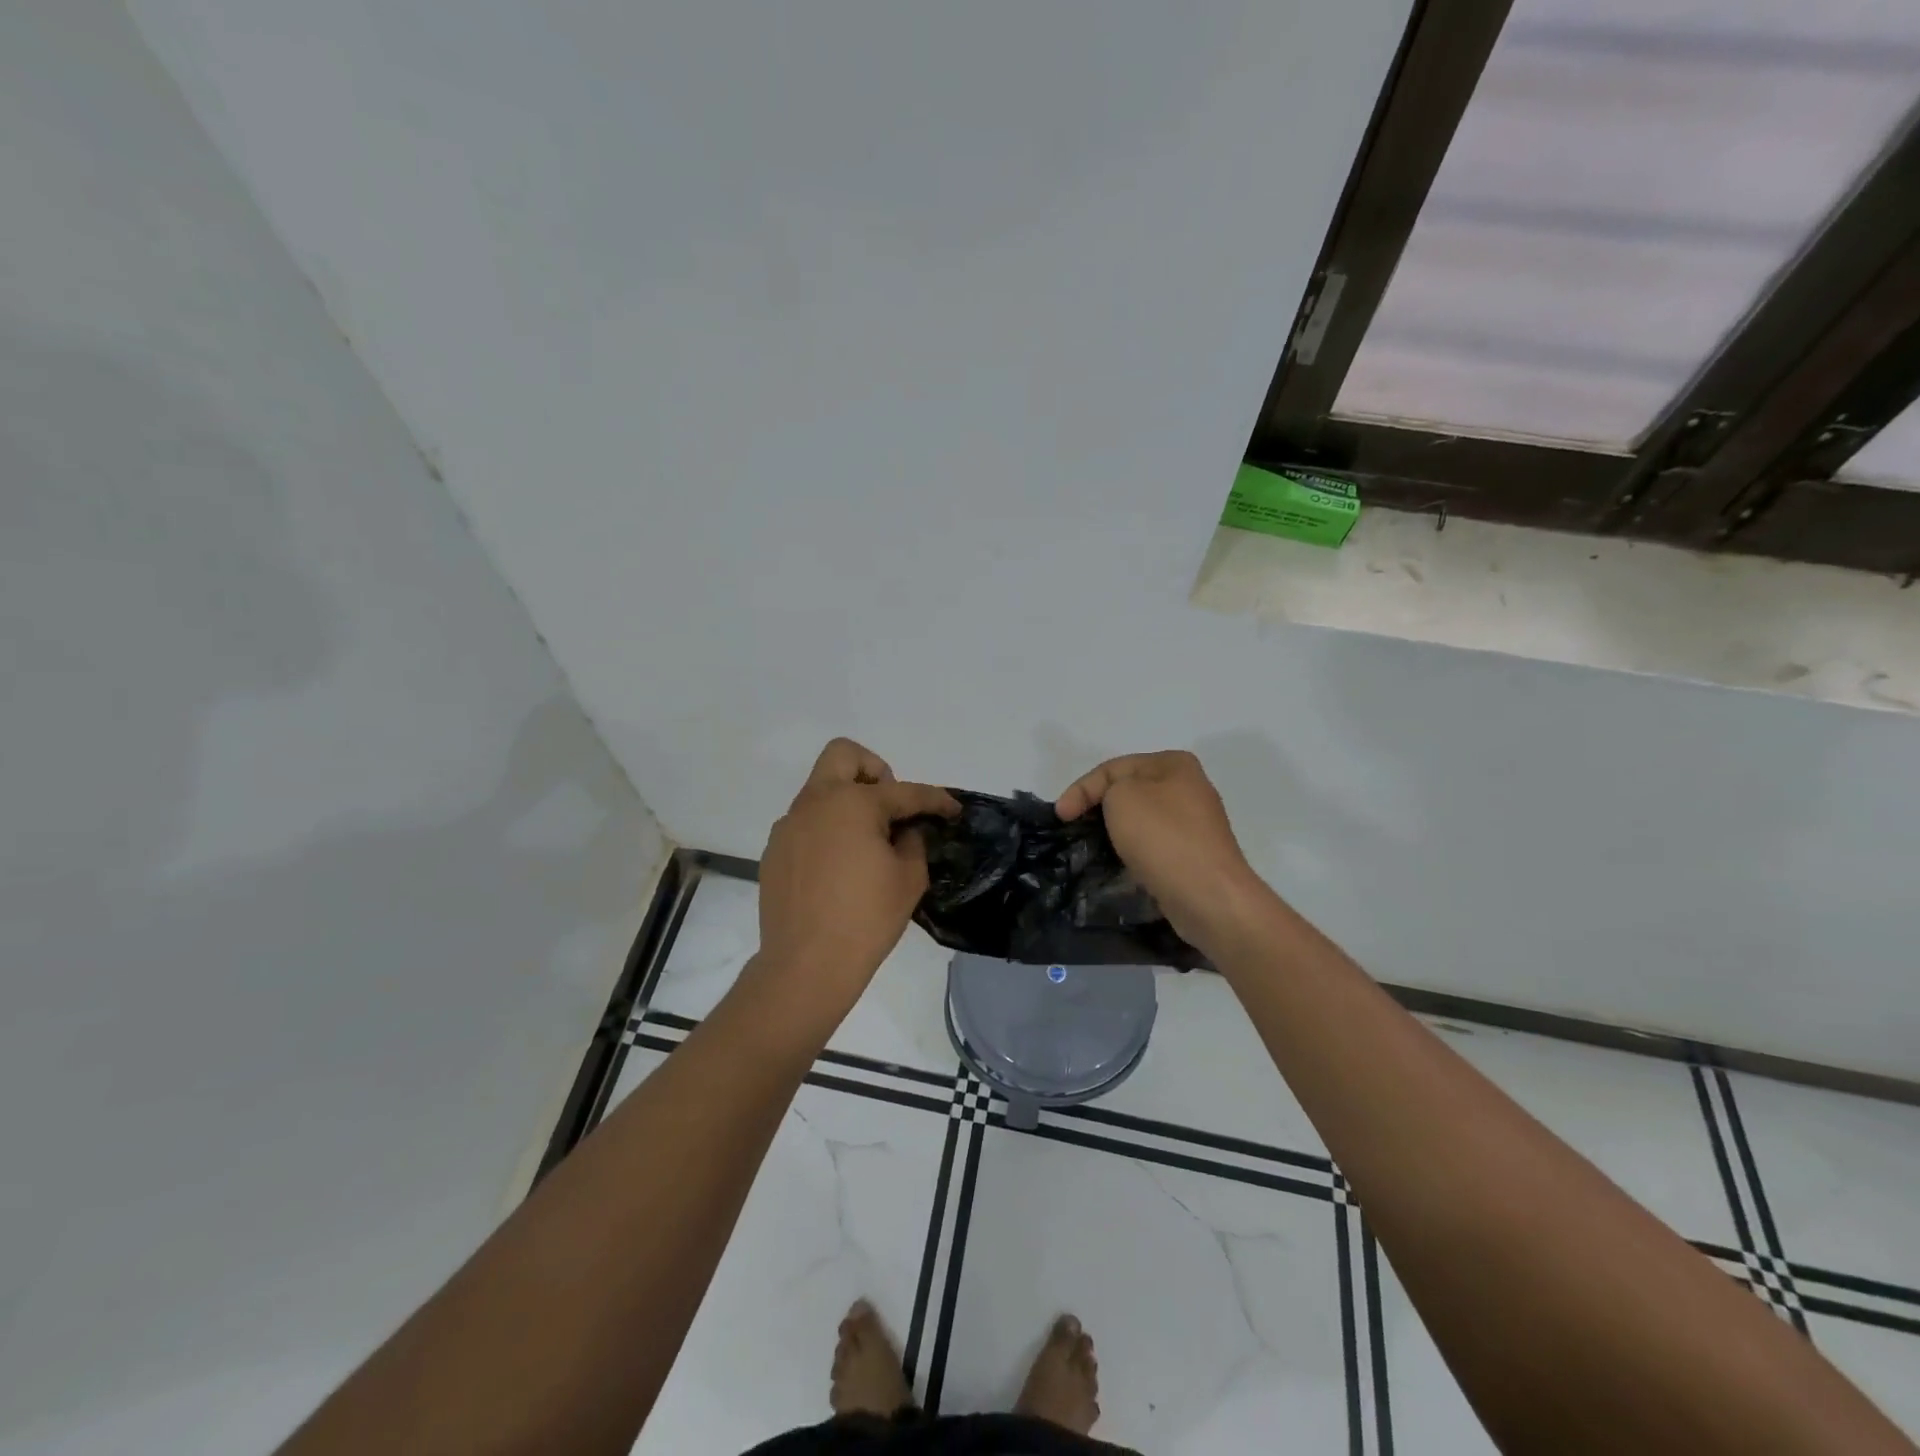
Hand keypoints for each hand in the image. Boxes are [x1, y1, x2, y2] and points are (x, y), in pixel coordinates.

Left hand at [751, 739, 958, 1032]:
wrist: (805, 966)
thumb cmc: (866, 919)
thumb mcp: (909, 879)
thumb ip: (913, 841)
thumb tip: (906, 830)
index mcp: (853, 803)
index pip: (904, 791)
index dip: (935, 800)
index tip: (952, 809)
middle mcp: (816, 803)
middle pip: (844, 755)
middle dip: (874, 769)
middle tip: (889, 806)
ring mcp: (789, 825)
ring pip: (821, 790)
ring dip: (847, 802)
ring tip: (866, 844)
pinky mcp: (775, 851)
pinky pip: (806, 824)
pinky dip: (827, 831)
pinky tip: (838, 870)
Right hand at [1055, 751, 1267, 951]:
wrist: (1208, 896)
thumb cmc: (1163, 837)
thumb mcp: (1122, 796)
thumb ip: (1109, 789)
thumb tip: (1117, 808)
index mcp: (1174, 764)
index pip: (1113, 768)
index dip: (1081, 788)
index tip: (1060, 816)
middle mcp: (1189, 787)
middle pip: (1128, 791)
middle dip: (1098, 808)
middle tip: (1072, 828)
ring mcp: (1195, 824)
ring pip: (1140, 820)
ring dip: (1115, 831)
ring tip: (1091, 847)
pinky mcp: (1194, 855)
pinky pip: (1153, 845)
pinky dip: (1132, 850)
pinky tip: (1119, 864)